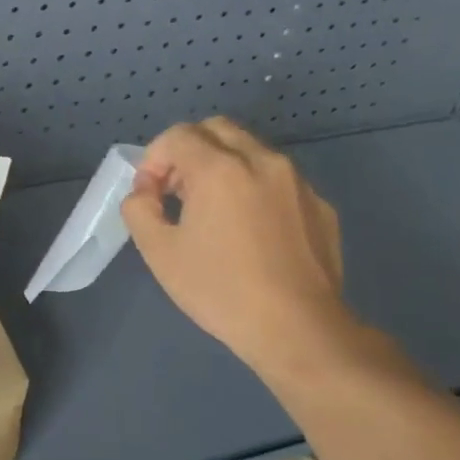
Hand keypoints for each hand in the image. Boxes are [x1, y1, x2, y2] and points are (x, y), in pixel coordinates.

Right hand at [120, 117, 352, 370]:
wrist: (299, 330)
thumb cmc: (221, 289)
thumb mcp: (158, 252)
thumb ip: (138, 209)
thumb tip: (145, 194)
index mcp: (219, 168)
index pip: (176, 136)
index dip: (153, 160)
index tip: (150, 196)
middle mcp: (262, 161)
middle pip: (216, 129)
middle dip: (188, 151)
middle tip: (177, 191)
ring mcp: (297, 181)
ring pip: (250, 150)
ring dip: (222, 165)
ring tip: (212, 210)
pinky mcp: (320, 205)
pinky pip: (278, 179)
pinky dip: (254, 187)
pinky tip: (250, 230)